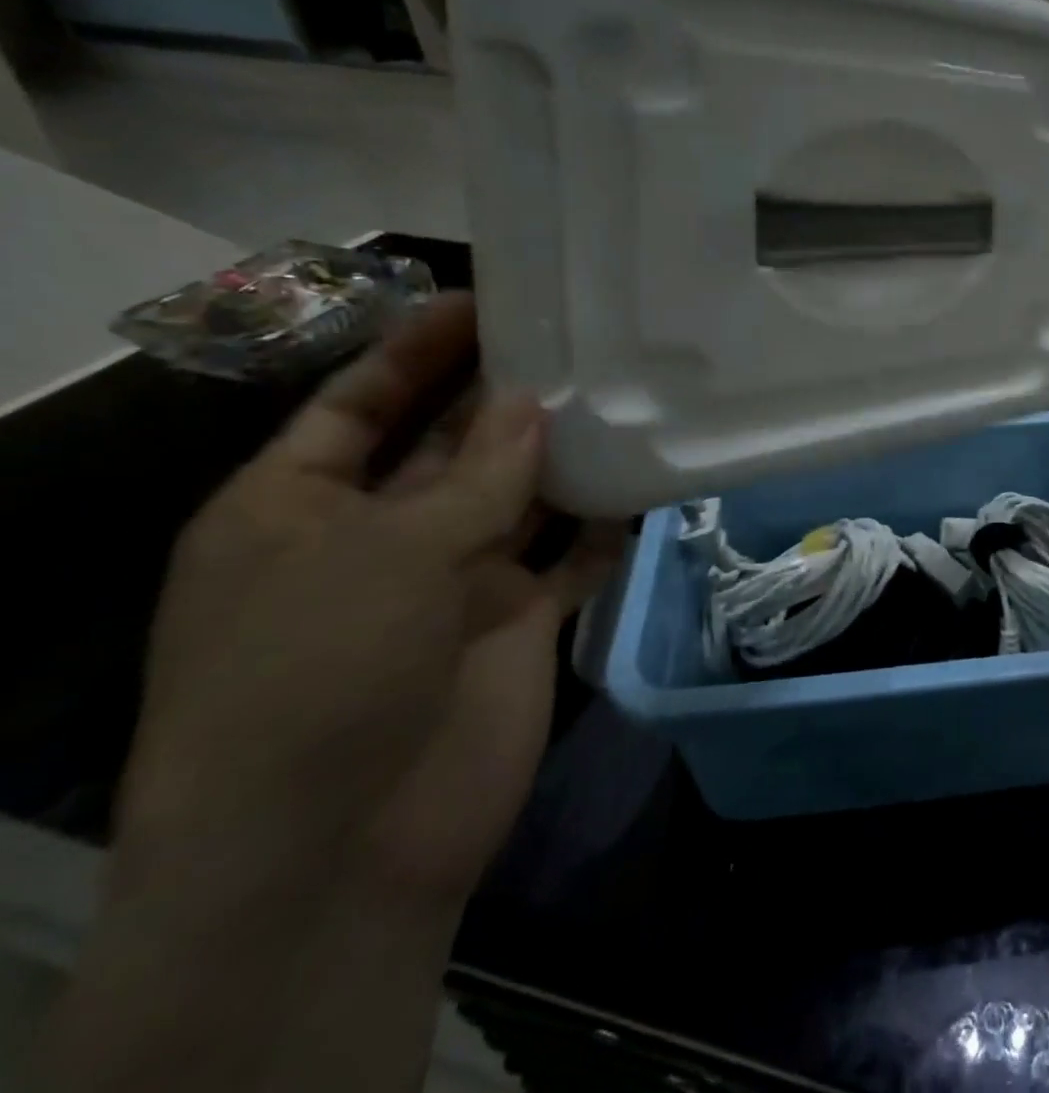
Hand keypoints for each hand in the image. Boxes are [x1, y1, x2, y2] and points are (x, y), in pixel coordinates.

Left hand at [118, 292, 625, 910]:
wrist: (343, 850)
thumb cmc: (319, 676)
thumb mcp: (383, 555)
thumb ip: (473, 476)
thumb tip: (530, 402)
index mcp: (298, 509)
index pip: (359, 405)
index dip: (417, 352)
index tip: (485, 301)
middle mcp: (379, 536)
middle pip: (450, 444)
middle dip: (503, 395)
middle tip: (576, 338)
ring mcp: (454, 580)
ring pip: (519, 496)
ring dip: (562, 454)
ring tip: (622, 395)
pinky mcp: (516, 620)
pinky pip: (571, 556)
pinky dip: (606, 524)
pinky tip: (647, 480)